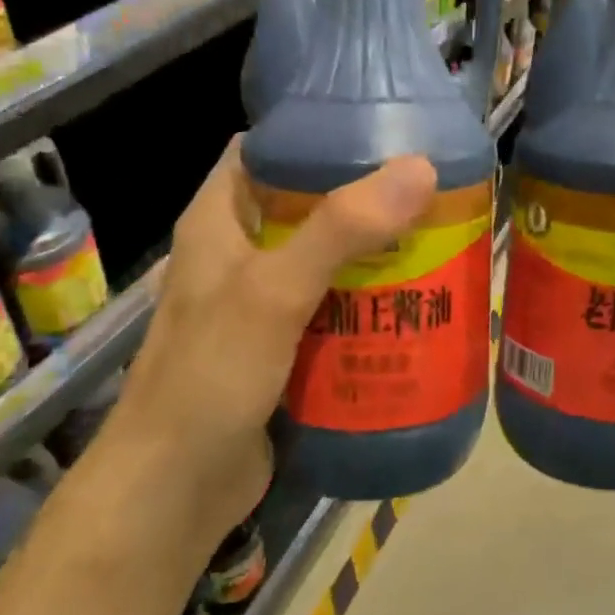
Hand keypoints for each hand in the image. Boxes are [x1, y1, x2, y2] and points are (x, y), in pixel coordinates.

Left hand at [99, 138, 437, 543]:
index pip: (266, 150)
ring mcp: (263, 306)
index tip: (384, 124)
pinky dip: (371, 304)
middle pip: (309, 207)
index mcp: (219, 221)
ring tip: (440, 239)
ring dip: (376, 255)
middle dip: (367, 199)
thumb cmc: (209, 377)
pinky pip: (336, 312)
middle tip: (433, 190)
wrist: (174, 491)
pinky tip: (418, 304)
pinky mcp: (285, 350)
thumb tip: (420, 168)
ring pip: (328, 263)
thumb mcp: (273, 293)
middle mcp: (240, 256)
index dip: (317, 130)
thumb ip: (340, 230)